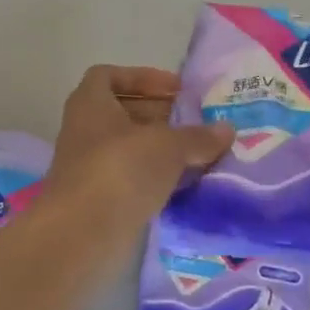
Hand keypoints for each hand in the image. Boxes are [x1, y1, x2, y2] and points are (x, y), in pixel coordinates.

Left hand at [48, 65, 233, 222]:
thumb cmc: (121, 170)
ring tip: (197, 153)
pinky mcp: (98, 199)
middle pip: (122, 112)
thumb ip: (198, 136)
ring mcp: (89, 166)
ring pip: (128, 148)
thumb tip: (227, 130)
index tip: (175, 91)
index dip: (143, 77)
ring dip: (159, 149)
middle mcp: (84, 130)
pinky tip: (183, 184)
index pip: (109, 76)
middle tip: (194, 122)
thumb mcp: (168, 146)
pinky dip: (154, 177)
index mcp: (90, 103)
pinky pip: (130, 178)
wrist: (83, 233)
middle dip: (158, 115)